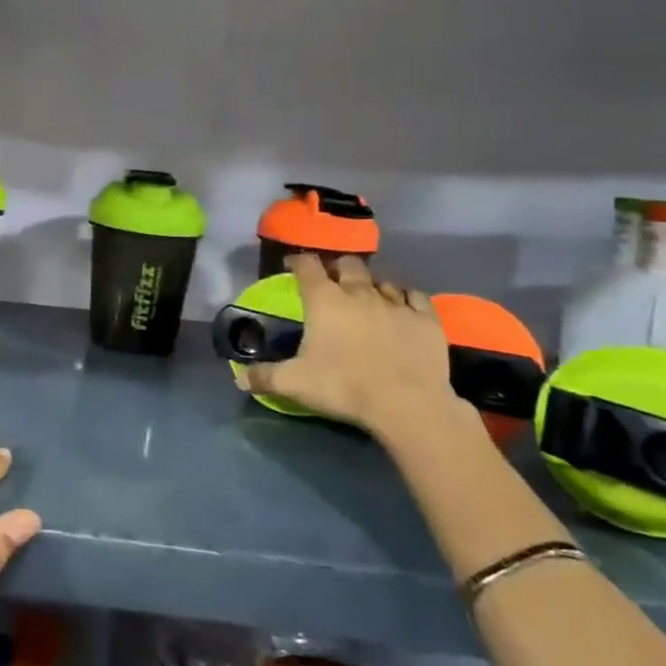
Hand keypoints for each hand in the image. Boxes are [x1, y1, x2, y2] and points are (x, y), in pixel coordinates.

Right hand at [236, 254, 466, 442]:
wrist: (408, 404)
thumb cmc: (344, 386)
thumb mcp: (294, 383)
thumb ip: (264, 377)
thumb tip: (239, 379)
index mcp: (324, 300)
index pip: (307, 265)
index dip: (298, 261)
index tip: (292, 267)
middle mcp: (359, 292)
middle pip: (347, 264)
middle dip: (337, 268)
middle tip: (331, 282)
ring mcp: (396, 303)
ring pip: (381, 280)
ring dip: (370, 284)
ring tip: (366, 297)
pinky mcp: (426, 318)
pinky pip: (415, 296)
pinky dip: (406, 297)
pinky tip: (403, 306)